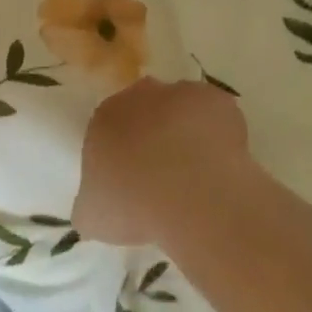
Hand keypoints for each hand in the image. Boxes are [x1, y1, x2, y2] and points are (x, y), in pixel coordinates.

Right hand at [73, 78, 252, 246]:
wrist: (191, 196)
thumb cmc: (133, 205)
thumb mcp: (93, 216)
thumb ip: (89, 205)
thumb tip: (94, 208)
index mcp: (104, 118)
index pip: (109, 128)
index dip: (121, 153)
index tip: (132, 180)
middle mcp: (139, 96)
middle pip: (144, 110)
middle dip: (152, 135)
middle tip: (163, 174)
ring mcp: (181, 94)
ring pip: (182, 109)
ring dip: (186, 132)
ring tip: (196, 174)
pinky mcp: (219, 102)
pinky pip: (218, 116)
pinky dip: (220, 135)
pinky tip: (221, 166)